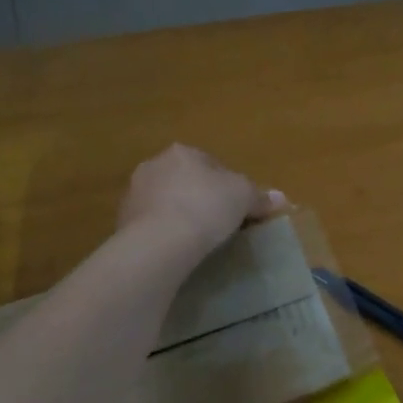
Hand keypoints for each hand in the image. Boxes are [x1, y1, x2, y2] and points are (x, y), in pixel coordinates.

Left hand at [117, 144, 283, 257]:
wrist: (160, 242)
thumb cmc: (207, 206)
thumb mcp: (244, 197)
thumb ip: (260, 196)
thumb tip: (281, 199)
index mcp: (182, 152)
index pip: (211, 164)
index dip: (228, 185)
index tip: (237, 207)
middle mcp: (153, 166)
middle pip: (186, 181)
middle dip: (200, 197)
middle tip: (219, 222)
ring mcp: (134, 194)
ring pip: (166, 202)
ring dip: (179, 214)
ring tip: (198, 239)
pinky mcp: (121, 223)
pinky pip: (151, 224)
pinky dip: (164, 233)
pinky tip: (178, 250)